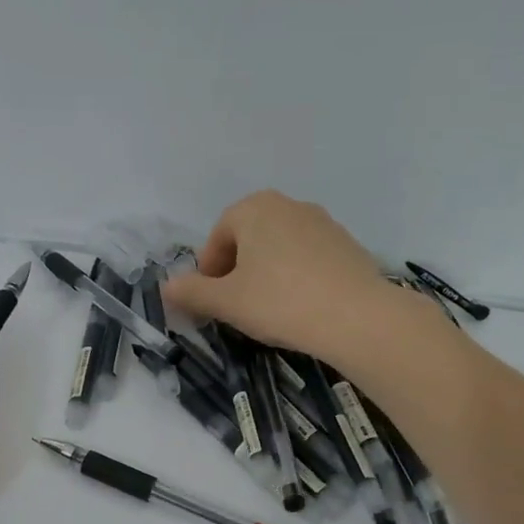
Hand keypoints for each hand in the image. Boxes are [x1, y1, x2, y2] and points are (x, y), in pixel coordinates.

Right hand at [162, 191, 407, 366]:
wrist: (357, 317)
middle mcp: (289, 205)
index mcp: (255, 208)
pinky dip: (296, 277)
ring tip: (268, 309)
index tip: (210, 300)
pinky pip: (308, 259)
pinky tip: (300, 307)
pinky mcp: (348, 245)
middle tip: (235, 305)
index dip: (208, 270)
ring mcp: (324, 223)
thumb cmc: (280, 301)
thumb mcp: (226, 302)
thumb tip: (166, 287)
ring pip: (279, 248)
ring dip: (266, 273)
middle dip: (237, 270)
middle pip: (249, 238)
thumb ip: (192, 292)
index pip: (218, 236)